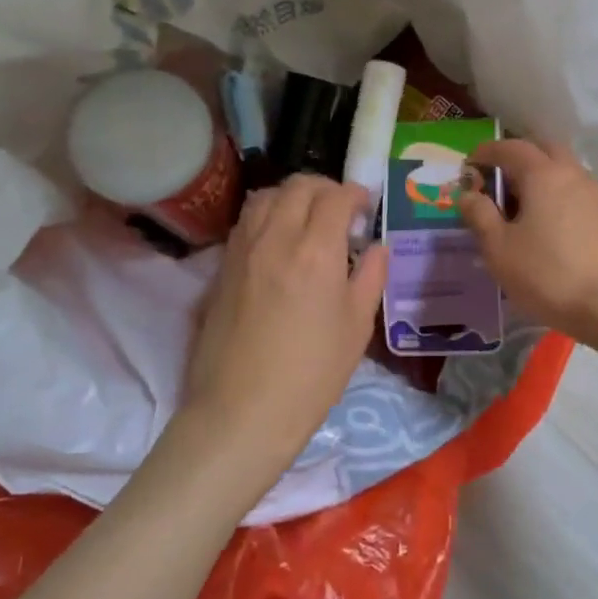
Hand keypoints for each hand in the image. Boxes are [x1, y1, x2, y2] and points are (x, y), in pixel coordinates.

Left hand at [176, 176, 387, 484]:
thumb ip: (370, 277)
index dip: (355, 193)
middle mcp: (275, 237)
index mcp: (316, 250)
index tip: (365, 206)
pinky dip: (267, 216)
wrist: (242, 412)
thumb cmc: (312, 374)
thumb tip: (376, 248)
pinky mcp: (221, 268)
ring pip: (265, 197)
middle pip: (297, 186)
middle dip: (325, 188)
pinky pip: (245, 222)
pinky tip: (279, 243)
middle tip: (340, 209)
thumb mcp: (357, 327)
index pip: (335, 197)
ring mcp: (242, 250)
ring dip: (291, 197)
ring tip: (307, 219)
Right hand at [458, 140, 597, 347]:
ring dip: (540, 177)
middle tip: (497, 182)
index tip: (469, 165)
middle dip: (518, 158)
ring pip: (563, 171)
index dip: (486, 152)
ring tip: (520, 207)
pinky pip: (576, 192)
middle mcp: (573, 174)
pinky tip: (548, 225)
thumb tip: (468, 193)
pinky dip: (557, 196)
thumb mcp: (500, 249)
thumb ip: (479, 216)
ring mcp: (596, 194)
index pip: (510, 148)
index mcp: (543, 174)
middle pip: (543, 150)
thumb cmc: (550, 274)